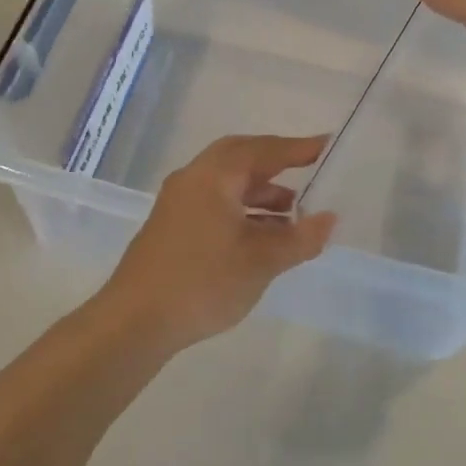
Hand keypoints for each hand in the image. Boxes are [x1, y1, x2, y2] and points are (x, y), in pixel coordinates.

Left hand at [100, 135, 336, 349]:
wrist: (136, 321)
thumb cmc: (202, 282)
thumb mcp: (261, 262)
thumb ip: (299, 238)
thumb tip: (329, 218)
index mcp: (214, 176)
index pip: (263, 150)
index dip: (297, 148)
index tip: (327, 144)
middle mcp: (193, 179)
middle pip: (240, 158)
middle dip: (276, 163)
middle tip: (309, 169)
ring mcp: (178, 202)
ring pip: (227, 183)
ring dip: (261, 192)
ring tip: (294, 214)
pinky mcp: (172, 225)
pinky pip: (215, 202)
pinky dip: (243, 209)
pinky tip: (263, 235)